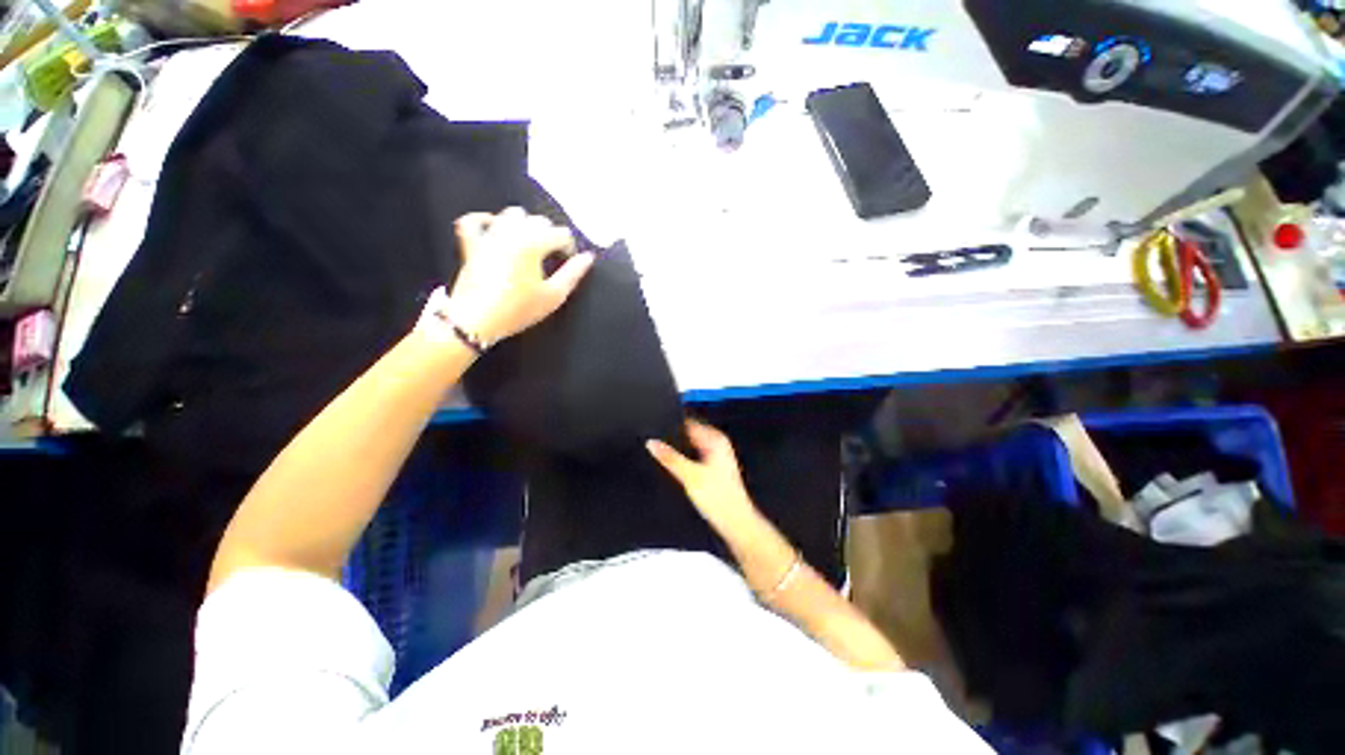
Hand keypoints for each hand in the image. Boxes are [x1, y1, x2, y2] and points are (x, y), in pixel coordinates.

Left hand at [446, 208, 595, 344]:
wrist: (477, 320)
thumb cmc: (518, 309)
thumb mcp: (553, 296)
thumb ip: (573, 273)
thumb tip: (587, 258)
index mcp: (533, 244)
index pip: (561, 234)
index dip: (569, 248)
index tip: (568, 263)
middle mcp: (511, 233)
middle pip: (539, 220)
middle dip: (550, 236)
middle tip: (552, 257)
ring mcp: (489, 236)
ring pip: (512, 214)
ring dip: (525, 225)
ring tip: (530, 245)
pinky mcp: (471, 244)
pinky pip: (474, 221)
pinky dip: (486, 220)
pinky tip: (494, 228)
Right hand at [647, 420, 759, 533]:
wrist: (735, 522)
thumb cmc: (721, 500)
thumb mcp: (689, 476)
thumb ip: (669, 458)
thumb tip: (652, 443)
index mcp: (716, 439)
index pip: (689, 423)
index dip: (673, 426)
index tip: (657, 430)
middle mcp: (718, 445)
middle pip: (689, 436)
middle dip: (675, 441)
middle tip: (659, 447)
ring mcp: (717, 456)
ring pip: (691, 448)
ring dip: (680, 453)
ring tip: (669, 462)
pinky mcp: (714, 468)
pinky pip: (694, 458)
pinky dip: (685, 462)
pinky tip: (679, 472)